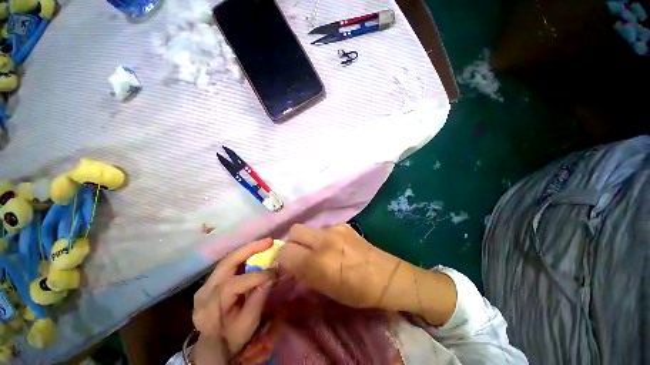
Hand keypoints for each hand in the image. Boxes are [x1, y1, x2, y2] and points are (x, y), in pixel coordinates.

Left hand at [191, 239, 274, 363]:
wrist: (215, 346)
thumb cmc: (233, 337)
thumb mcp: (248, 323)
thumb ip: (258, 298)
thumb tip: (272, 275)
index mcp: (210, 307)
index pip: (234, 284)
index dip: (257, 276)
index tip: (275, 271)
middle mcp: (204, 291)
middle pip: (227, 263)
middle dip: (250, 249)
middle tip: (269, 241)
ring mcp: (205, 285)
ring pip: (228, 260)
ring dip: (248, 249)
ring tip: (265, 243)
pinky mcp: (210, 282)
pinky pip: (228, 264)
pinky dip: (243, 256)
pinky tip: (255, 252)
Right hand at [276, 224, 404, 309]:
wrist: (387, 276)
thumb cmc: (357, 292)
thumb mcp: (326, 290)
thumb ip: (305, 274)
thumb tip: (290, 264)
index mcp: (318, 262)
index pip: (285, 251)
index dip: (282, 258)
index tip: (287, 264)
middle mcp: (324, 240)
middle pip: (294, 230)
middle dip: (292, 242)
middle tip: (300, 254)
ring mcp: (335, 229)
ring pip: (310, 229)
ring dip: (309, 239)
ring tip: (320, 251)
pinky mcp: (344, 225)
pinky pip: (324, 228)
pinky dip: (322, 237)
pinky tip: (335, 246)